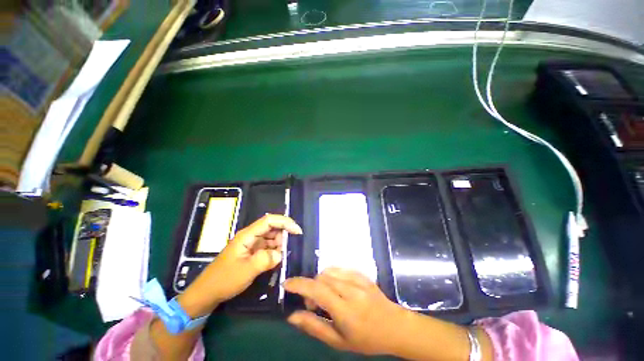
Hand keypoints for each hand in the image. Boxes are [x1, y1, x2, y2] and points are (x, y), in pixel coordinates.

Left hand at [178, 214, 302, 316]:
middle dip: (284, 235)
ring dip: (280, 244)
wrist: (207, 293)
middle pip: (272, 228)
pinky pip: (268, 247)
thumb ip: (266, 259)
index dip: (285, 222)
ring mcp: (251, 244)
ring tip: (285, 255)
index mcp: (247, 235)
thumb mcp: (246, 270)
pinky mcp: (252, 252)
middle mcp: (251, 236)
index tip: (297, 231)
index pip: (269, 220)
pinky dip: (275, 251)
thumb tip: (281, 254)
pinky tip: (278, 259)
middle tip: (292, 247)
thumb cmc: (225, 279)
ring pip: (271, 237)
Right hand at [284, 268, 407, 355]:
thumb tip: (292, 316)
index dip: (299, 285)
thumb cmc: (366, 339)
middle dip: (310, 288)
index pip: (317, 290)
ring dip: (321, 282)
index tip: (287, 284)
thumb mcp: (338, 341)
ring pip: (329, 271)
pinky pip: (339, 268)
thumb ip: (314, 327)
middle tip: (313, 305)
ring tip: (326, 297)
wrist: (394, 326)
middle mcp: (351, 290)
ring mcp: (358, 279)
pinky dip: (331, 276)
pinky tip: (336, 287)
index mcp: (345, 310)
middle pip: (321, 278)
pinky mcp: (362, 274)